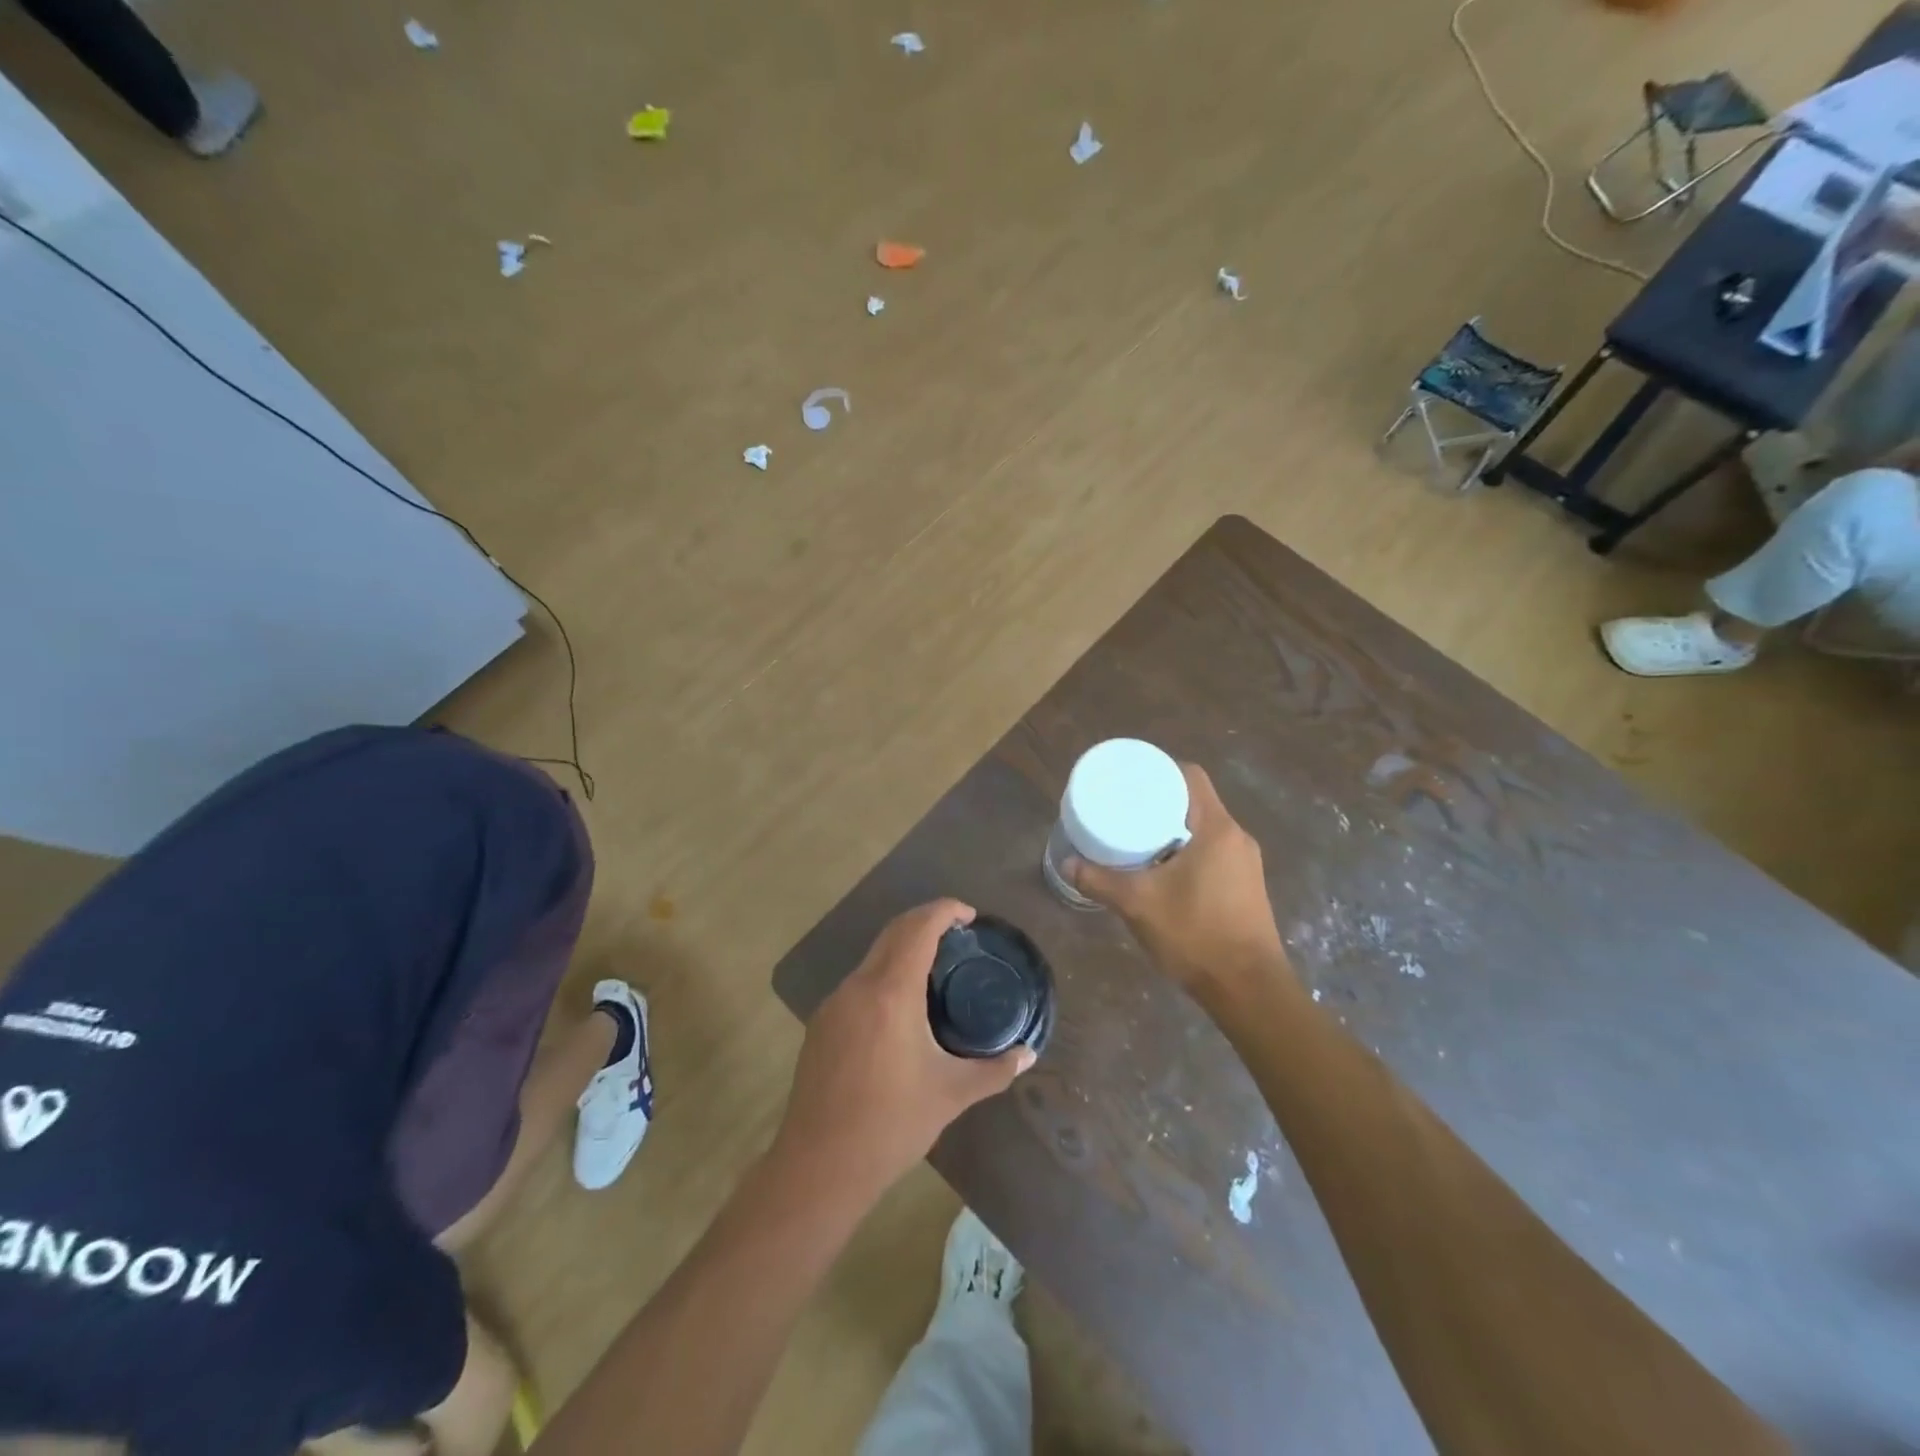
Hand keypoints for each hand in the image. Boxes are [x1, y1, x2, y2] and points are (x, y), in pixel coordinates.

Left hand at [774, 900, 1034, 1200]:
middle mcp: (859, 986)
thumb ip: (994, 1071)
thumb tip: (1028, 1056)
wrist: (819, 1166)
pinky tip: (900, 1007)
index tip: (969, 914)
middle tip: (958, 932)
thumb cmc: (891, 1125)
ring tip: (935, 968)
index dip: (944, 910)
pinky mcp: (821, 1024)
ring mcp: (834, 1003)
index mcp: (891, 992)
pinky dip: (884, 974)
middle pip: (893, 932)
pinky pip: (859, 982)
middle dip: (925, 921)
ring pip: (873, 956)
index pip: (918, 928)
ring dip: (903, 948)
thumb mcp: (950, 1095)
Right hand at [1067, 763, 1292, 999]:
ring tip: (1136, 836)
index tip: (1130, 778)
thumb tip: (1067, 864)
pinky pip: (1212, 851)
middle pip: (1196, 801)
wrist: (1248, 989)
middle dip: (1160, 800)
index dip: (1160, 769)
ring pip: (1204, 829)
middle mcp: (1236, 838)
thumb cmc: (1196, 935)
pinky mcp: (1245, 885)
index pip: (1190, 776)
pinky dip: (1186, 849)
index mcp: (1216, 829)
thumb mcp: (1138, 904)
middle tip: (1124, 807)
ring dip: (1173, 828)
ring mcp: (1245, 863)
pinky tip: (1161, 868)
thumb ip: (1100, 880)